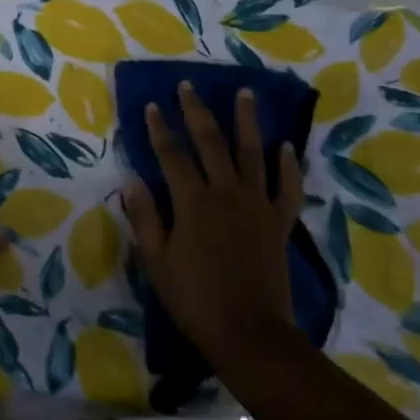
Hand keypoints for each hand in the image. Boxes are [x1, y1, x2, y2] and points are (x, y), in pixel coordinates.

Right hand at [123, 83, 305, 365]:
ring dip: (247, 121)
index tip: (152, 105)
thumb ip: (145, 217)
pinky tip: (285, 146)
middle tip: (189, 85)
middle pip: (210, 142)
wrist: (250, 334)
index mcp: (192, 202)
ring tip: (245, 92)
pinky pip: (287, 188)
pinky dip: (288, 166)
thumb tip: (131, 180)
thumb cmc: (195, 299)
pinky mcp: (279, 222)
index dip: (159, 128)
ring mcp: (257, 205)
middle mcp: (226, 193)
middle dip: (197, 111)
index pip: (171, 154)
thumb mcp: (157, 260)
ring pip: (252, 153)